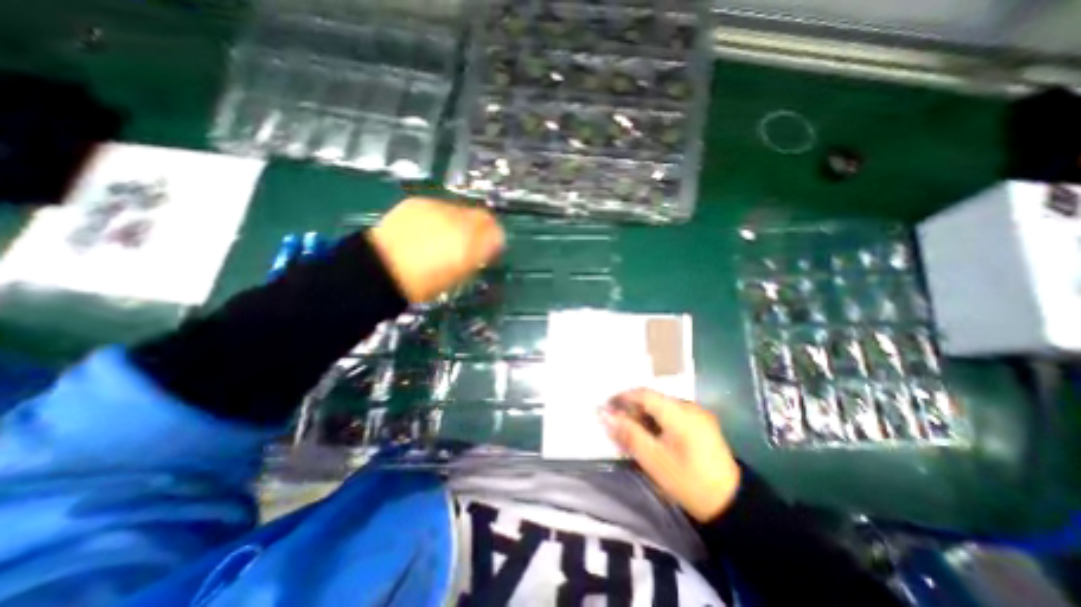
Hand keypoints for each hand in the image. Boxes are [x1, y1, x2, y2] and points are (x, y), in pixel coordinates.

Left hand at [369, 197, 503, 304]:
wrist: (380, 270)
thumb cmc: (424, 282)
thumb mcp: (459, 275)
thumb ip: (479, 257)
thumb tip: (490, 245)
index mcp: (470, 243)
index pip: (496, 231)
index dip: (496, 238)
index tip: (490, 248)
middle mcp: (458, 220)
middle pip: (482, 215)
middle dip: (481, 227)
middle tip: (471, 241)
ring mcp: (437, 208)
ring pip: (461, 209)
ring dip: (461, 221)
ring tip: (446, 236)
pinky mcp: (418, 202)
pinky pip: (440, 206)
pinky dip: (441, 216)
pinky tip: (429, 229)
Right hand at [600, 392, 743, 523]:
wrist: (732, 505)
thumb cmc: (688, 481)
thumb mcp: (653, 460)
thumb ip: (628, 434)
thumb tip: (605, 415)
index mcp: (679, 412)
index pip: (644, 394)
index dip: (622, 397)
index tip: (606, 406)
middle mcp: (689, 406)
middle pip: (653, 398)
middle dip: (632, 407)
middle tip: (616, 421)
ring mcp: (698, 414)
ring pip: (663, 406)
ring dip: (644, 413)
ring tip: (631, 429)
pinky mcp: (703, 424)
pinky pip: (673, 414)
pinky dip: (658, 419)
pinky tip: (651, 433)